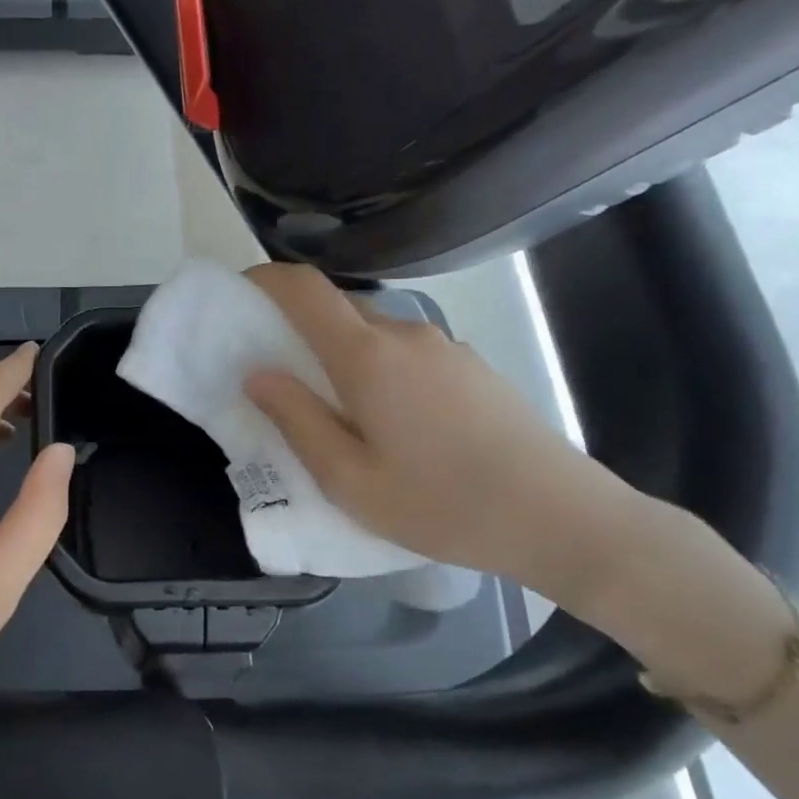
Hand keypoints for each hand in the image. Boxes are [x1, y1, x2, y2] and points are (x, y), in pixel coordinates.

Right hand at [243, 264, 642, 594]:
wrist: (560, 518)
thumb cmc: (440, 504)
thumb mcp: (348, 478)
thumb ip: (296, 420)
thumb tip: (257, 374)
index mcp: (368, 356)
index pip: (305, 289)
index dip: (265, 280)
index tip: (238, 296)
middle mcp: (406, 335)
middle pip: (338, 309)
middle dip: (296, 326)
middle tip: (275, 373)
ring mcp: (446, 348)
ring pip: (373, 333)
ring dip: (339, 353)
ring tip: (331, 408)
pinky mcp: (471, 368)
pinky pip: (405, 352)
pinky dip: (375, 368)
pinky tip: (387, 422)